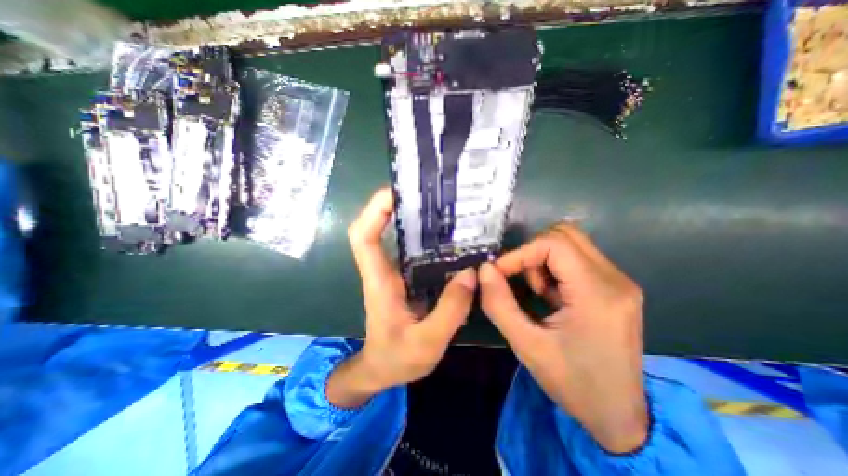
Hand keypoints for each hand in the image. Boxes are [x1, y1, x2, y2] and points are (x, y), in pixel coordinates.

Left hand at [327, 189, 478, 408]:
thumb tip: (471, 273)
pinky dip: (425, 237)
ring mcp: (394, 272)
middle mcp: (383, 270)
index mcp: (379, 281)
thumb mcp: (427, 342)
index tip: (396, 193)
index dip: (374, 211)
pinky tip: (448, 236)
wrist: (382, 369)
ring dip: (411, 217)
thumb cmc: (397, 359)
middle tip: (425, 191)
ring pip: (396, 236)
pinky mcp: (406, 277)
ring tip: (440, 206)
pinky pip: (412, 250)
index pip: (363, 237)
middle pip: (377, 228)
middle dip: (395, 204)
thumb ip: (450, 310)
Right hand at [479, 224, 647, 452]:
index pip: (554, 244)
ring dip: (543, 259)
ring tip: (538, 292)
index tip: (499, 273)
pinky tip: (551, 295)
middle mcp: (614, 279)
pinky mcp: (614, 287)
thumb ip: (499, 304)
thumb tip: (484, 269)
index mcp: (597, 294)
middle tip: (522, 281)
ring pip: (571, 242)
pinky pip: (577, 258)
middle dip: (532, 251)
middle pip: (565, 234)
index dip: (520, 252)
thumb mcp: (526, 346)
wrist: (619, 415)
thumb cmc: (572, 383)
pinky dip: (554, 267)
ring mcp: (619, 281)